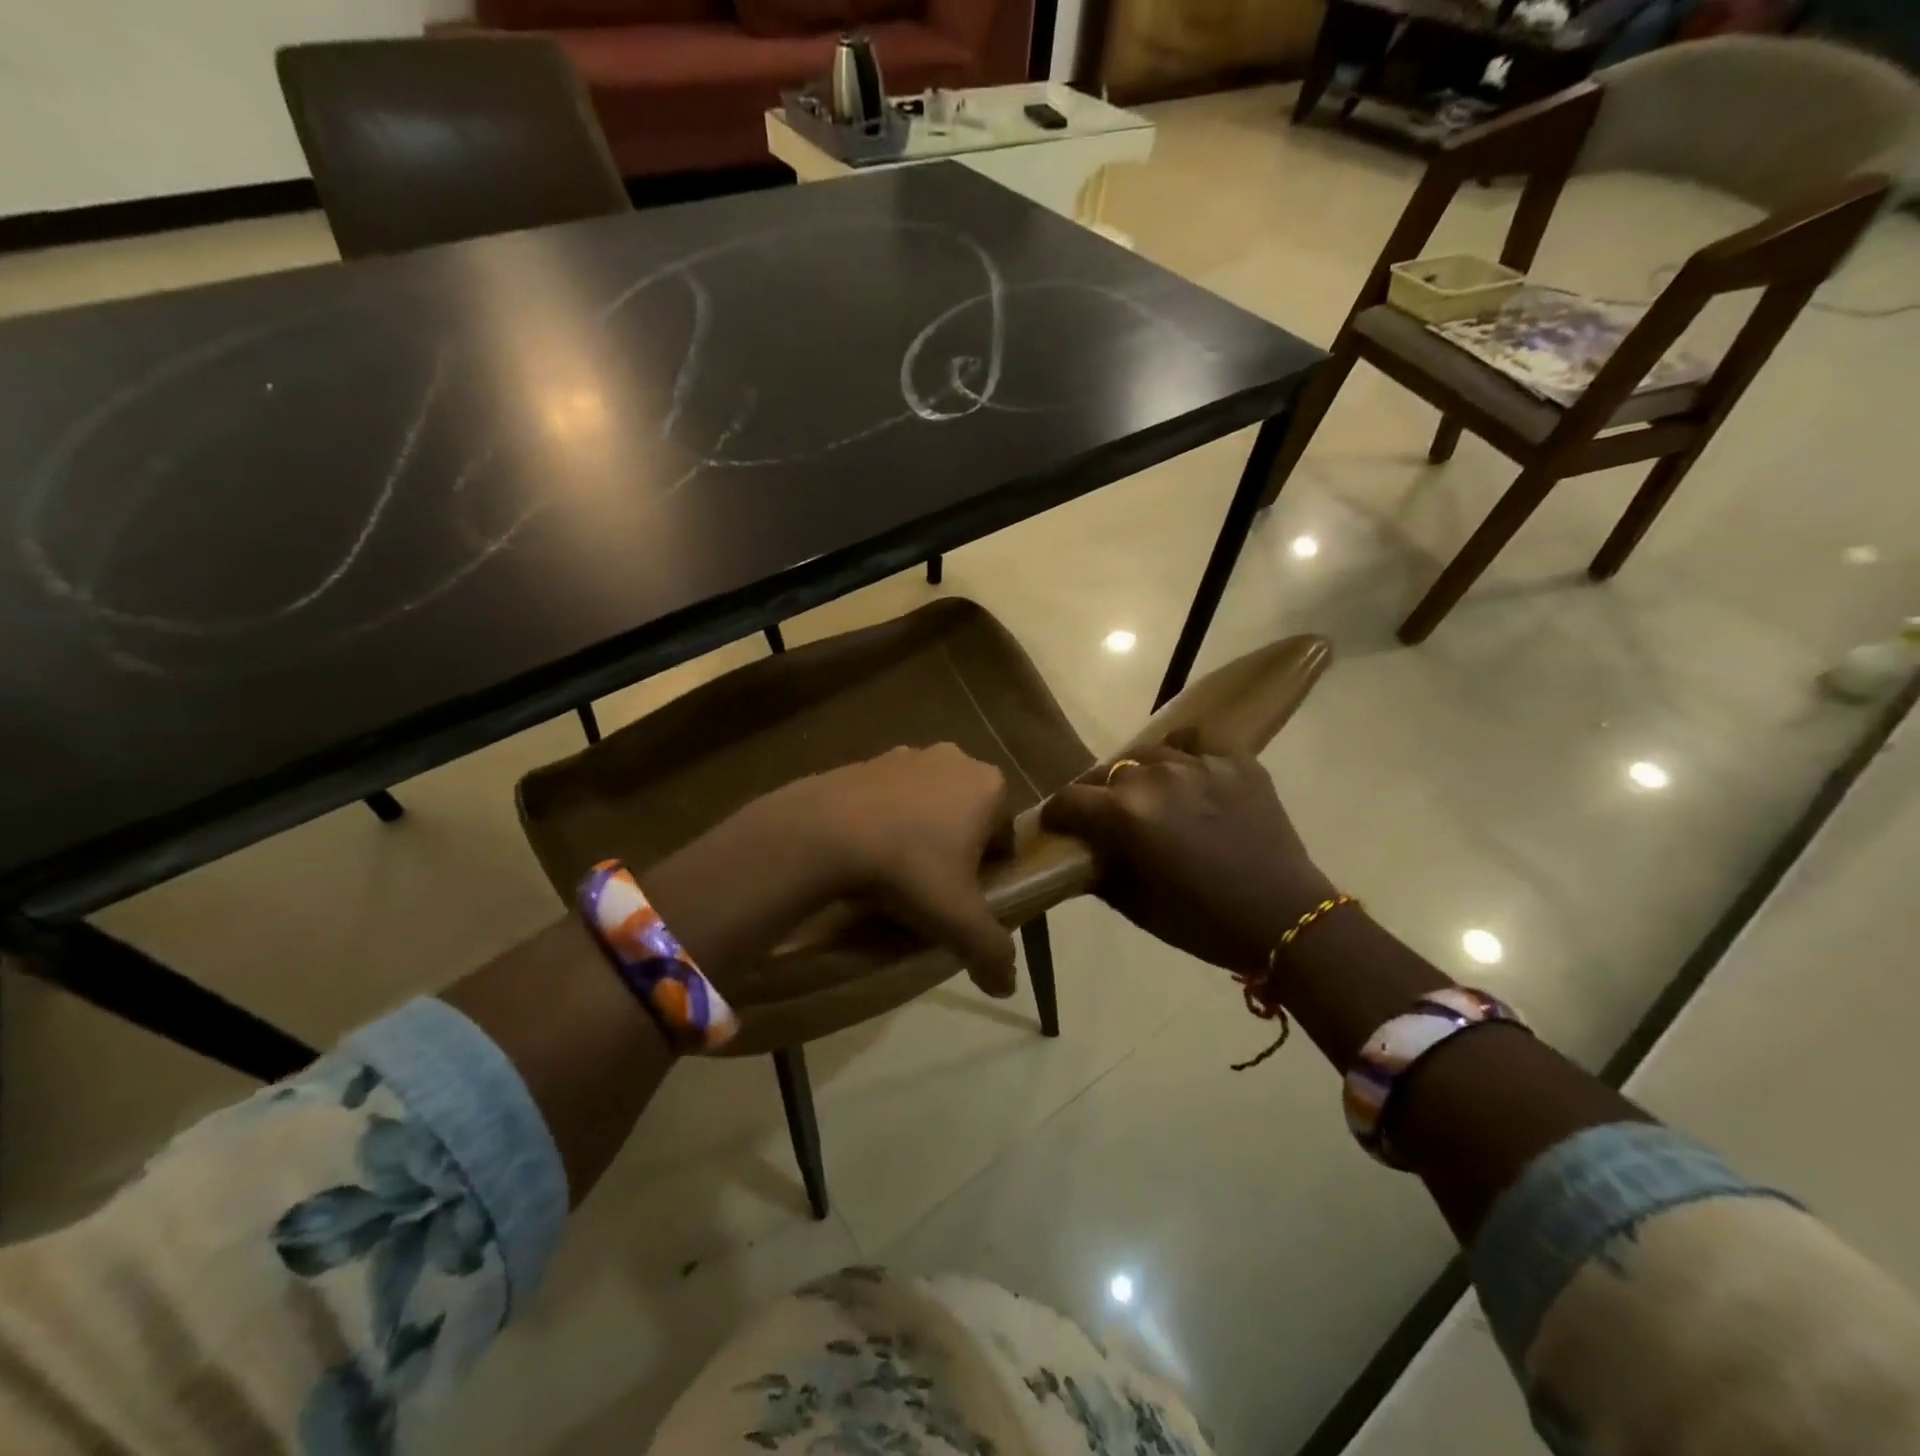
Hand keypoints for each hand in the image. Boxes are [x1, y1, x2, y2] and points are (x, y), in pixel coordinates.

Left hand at [774, 744, 1018, 993]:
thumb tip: (1007, 986)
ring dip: (919, 831)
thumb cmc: (909, 868)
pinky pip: (886, 797)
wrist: (824, 833)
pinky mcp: (863, 760)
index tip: (967, 896)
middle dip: (955, 847)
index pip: (1004, 834)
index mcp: (988, 786)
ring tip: (895, 873)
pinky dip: (884, 821)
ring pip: (926, 803)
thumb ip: (991, 951)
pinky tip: (865, 854)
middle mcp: (952, 759)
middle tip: (933, 887)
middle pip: (966, 814)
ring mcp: (904, 755)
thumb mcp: (958, 919)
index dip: (990, 869)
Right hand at [1040, 738, 1332, 973]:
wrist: (1285, 919)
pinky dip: (1183, 749)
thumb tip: (1082, 857)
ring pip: (1148, 754)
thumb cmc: (1203, 922)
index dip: (1057, 814)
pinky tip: (1186, 768)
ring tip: (1149, 794)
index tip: (1059, 826)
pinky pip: (1196, 739)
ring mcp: (1198, 763)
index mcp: (1125, 814)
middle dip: (1097, 796)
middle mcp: (1154, 777)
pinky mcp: (1235, 759)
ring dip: (1139, 775)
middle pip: (1107, 773)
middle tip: (1107, 818)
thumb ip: (1100, 875)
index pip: (1070, 800)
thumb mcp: (1138, 907)